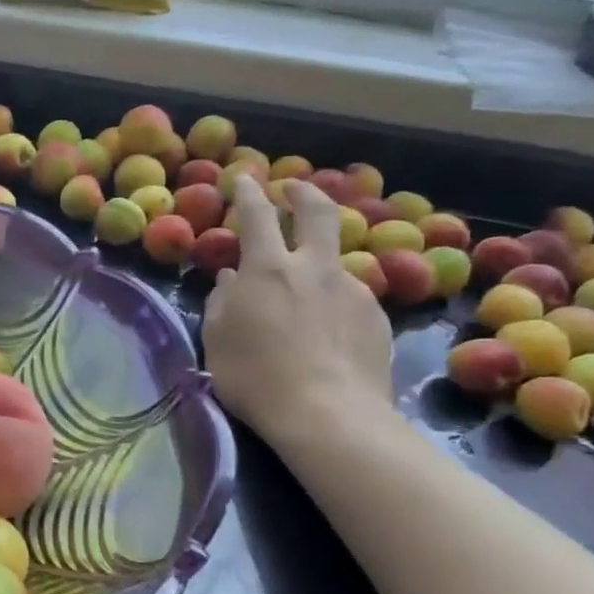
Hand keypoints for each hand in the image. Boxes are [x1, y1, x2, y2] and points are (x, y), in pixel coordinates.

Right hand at [202, 174, 390, 441]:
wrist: (328, 415)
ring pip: (335, 261)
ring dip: (317, 262)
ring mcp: (352, 291)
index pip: (257, 215)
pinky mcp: (376, 318)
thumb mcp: (217, 339)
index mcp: (268, 269)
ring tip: (303, 291)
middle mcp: (315, 268)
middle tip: (294, 188)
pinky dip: (332, 301)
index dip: (248, 192)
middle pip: (317, 213)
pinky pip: (349, 297)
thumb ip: (222, 301)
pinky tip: (325, 331)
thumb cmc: (255, 377)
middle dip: (304, 193)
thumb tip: (231, 279)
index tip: (243, 179)